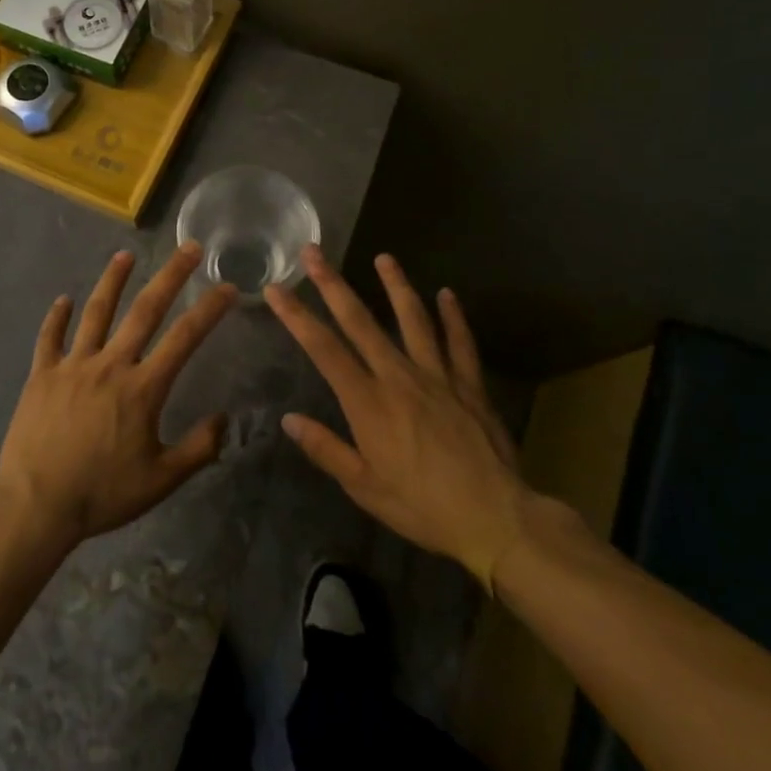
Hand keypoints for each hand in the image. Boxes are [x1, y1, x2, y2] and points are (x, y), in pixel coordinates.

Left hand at [0, 245, 236, 547]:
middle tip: (187, 248)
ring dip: (112, 281)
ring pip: (96, 313)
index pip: (184, 339)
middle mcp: (110, 365)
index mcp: (142, 388)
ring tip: (124, 256)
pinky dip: (57, 318)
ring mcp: (73, 366)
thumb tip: (224, 419)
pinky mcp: (42, 375)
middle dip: (170, 276)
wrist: (37, 505)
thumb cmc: (103, 494)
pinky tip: (63, 300)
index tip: (226, 287)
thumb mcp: (161, 480)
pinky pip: (50, 338)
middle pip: (144, 311)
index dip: (209, 310)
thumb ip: (198, 449)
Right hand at [266, 247, 530, 590]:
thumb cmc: (423, 506)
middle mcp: (398, 377)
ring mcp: (438, 376)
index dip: (296, 316)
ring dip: (396, 286)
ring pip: (413, 319)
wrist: (495, 519)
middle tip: (314, 252)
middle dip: (333, 284)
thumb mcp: (365, 488)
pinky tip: (447, 294)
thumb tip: (288, 419)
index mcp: (368, 402)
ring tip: (385, 258)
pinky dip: (454, 317)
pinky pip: (460, 343)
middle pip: (360, 321)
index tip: (275, 289)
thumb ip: (326, 449)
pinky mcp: (470, 384)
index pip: (323, 349)